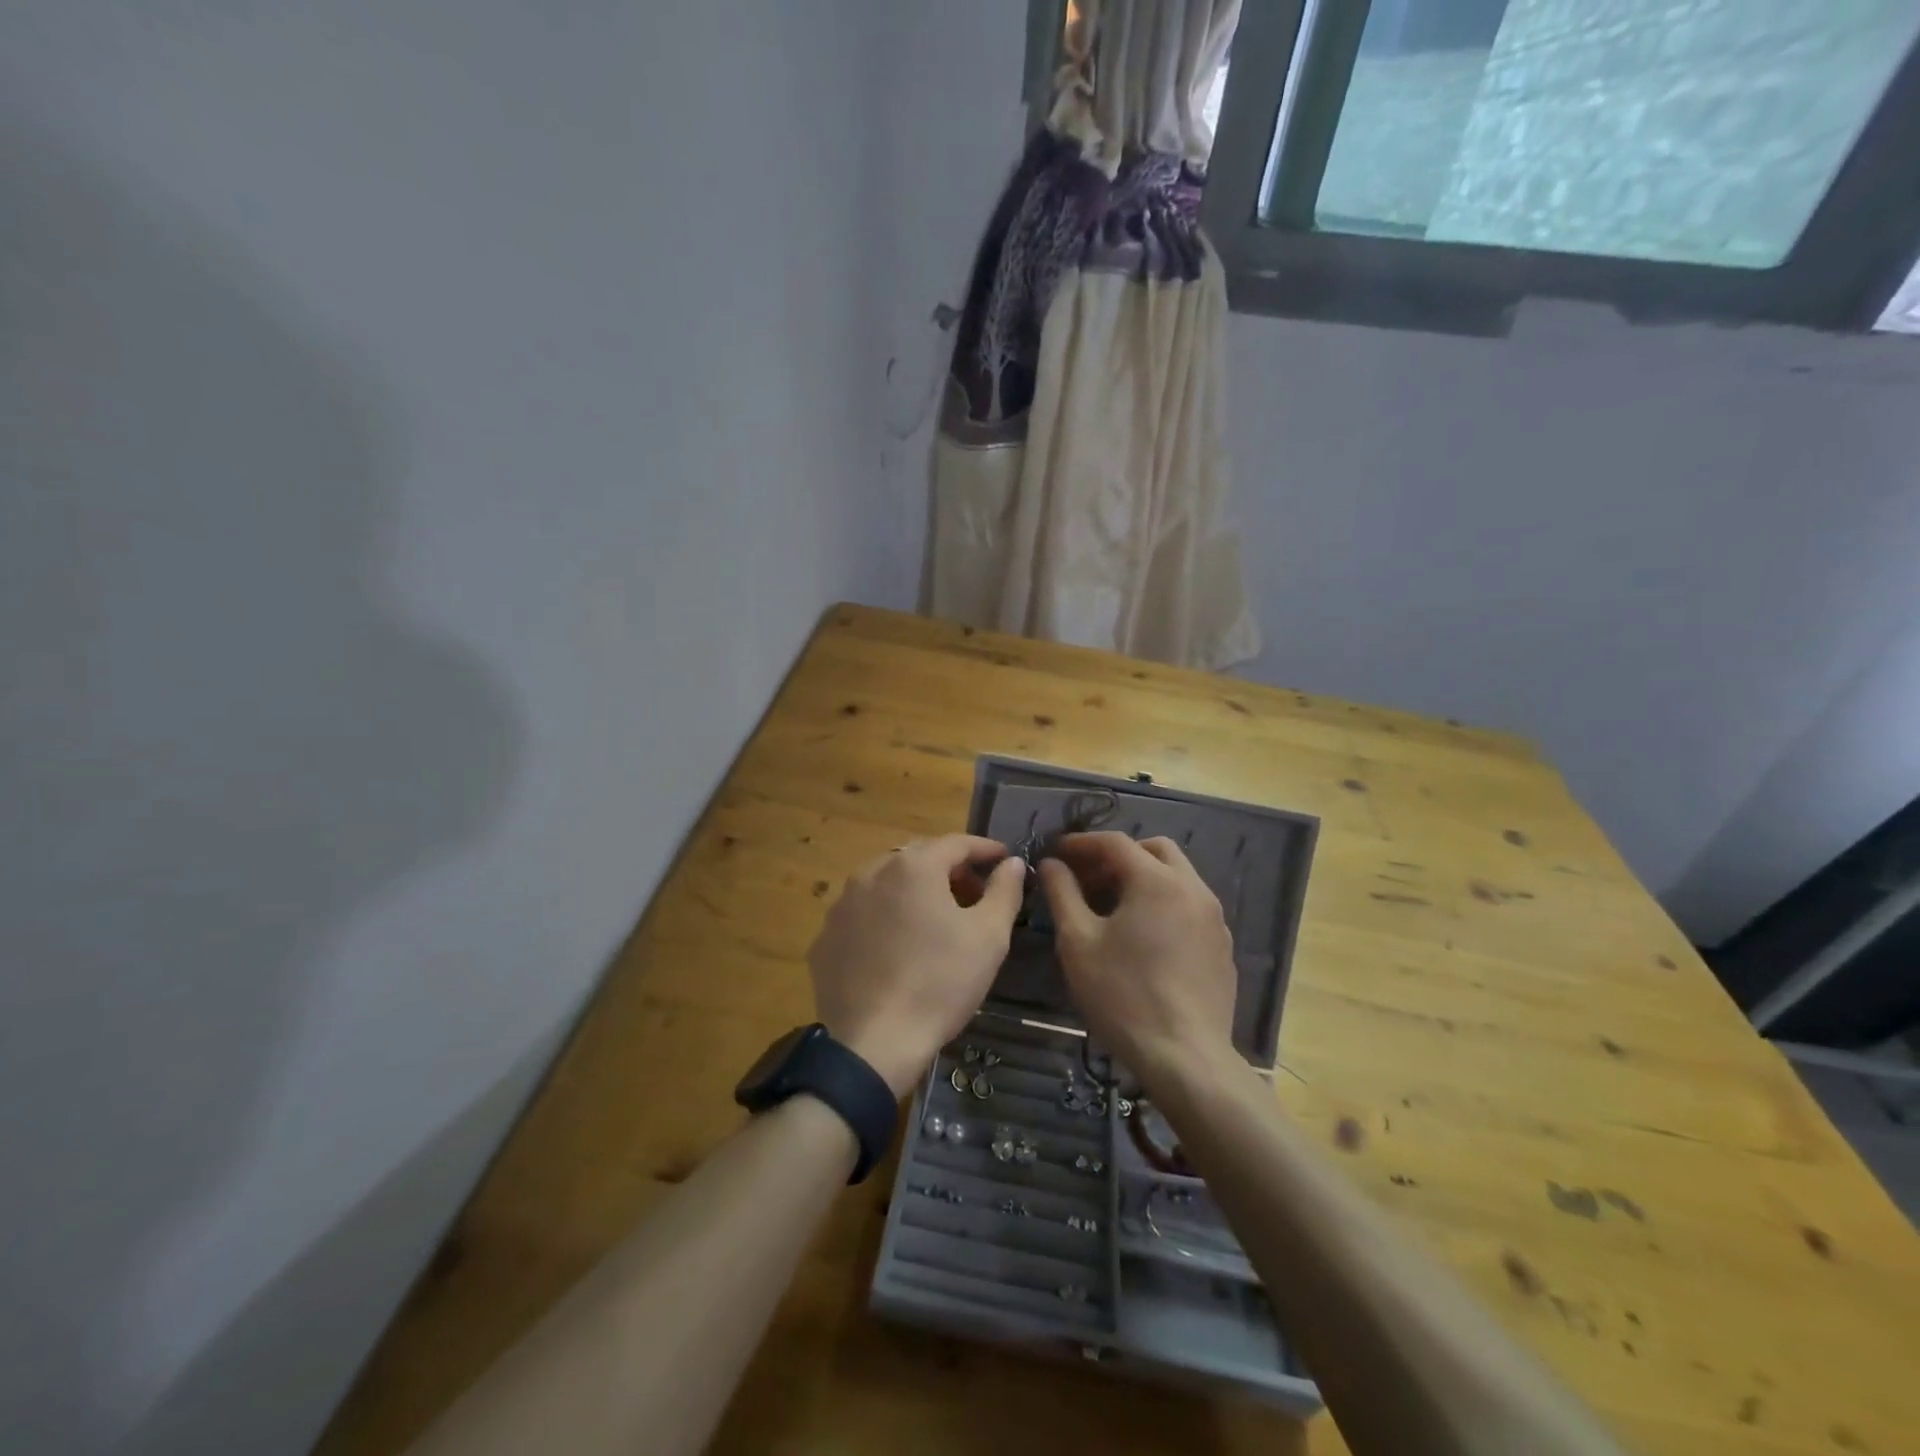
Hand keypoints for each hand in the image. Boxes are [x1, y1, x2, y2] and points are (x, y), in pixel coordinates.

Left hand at [809, 835, 1025, 1096]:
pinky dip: (883, 919)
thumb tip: (1011, 863)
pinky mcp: (824, 939)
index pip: (956, 843)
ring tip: (935, 920)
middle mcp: (870, 873)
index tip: (1003, 859)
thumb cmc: (940, 983)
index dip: (984, 849)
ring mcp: (841, 906)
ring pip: (885, 884)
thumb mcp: (989, 937)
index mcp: (912, 867)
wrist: (875, 1044)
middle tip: (974, 894)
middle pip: (918, 858)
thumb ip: (1004, 891)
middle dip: (949, 869)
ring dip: (913, 892)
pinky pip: (862, 915)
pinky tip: (897, 948)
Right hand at [1038, 832, 1237, 1087]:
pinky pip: (1190, 906)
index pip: (1115, 842)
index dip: (1081, 843)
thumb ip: (1062, 893)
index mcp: (1156, 880)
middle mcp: (1193, 888)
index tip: (1057, 852)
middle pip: (1154, 850)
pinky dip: (1164, 904)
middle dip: (1119, 855)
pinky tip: (1144, 938)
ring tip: (1113, 907)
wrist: (1185, 1057)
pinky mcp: (1222, 946)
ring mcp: (1214, 918)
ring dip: (1144, 878)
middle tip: (1089, 878)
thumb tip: (1051, 864)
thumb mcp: (1078, 942)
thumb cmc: (1123, 995)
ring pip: (1177, 877)